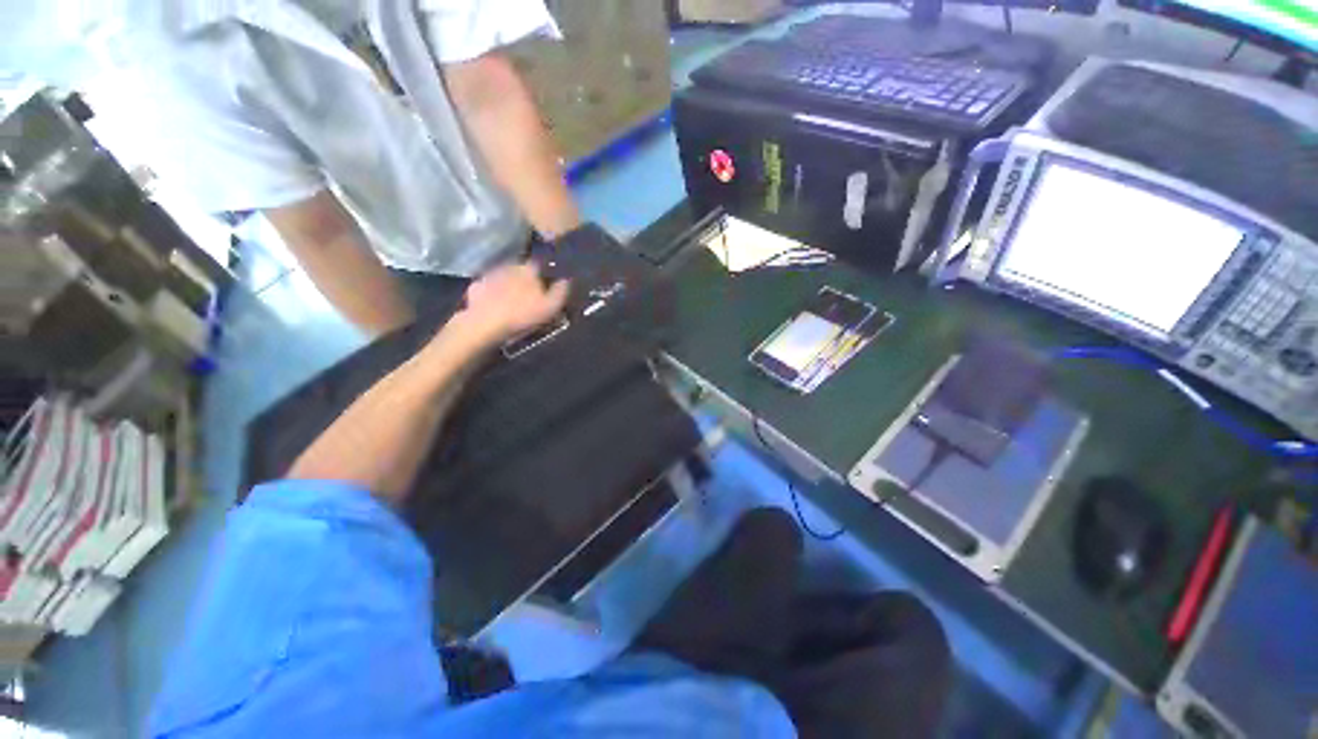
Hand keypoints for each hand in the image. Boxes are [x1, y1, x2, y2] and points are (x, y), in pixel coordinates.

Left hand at [457, 262, 568, 345]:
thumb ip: (560, 291)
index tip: (546, 285)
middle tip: (530, 295)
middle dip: (526, 279)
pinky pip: (488, 287)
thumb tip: (566, 280)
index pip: (540, 264)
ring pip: (504, 277)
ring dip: (509, 285)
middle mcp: (509, 265)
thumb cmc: (523, 315)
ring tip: (513, 301)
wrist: (485, 324)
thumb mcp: (551, 307)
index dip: (544, 274)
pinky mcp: (475, 286)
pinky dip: (493, 293)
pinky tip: (496, 305)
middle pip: (521, 269)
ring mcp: (490, 274)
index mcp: (529, 269)